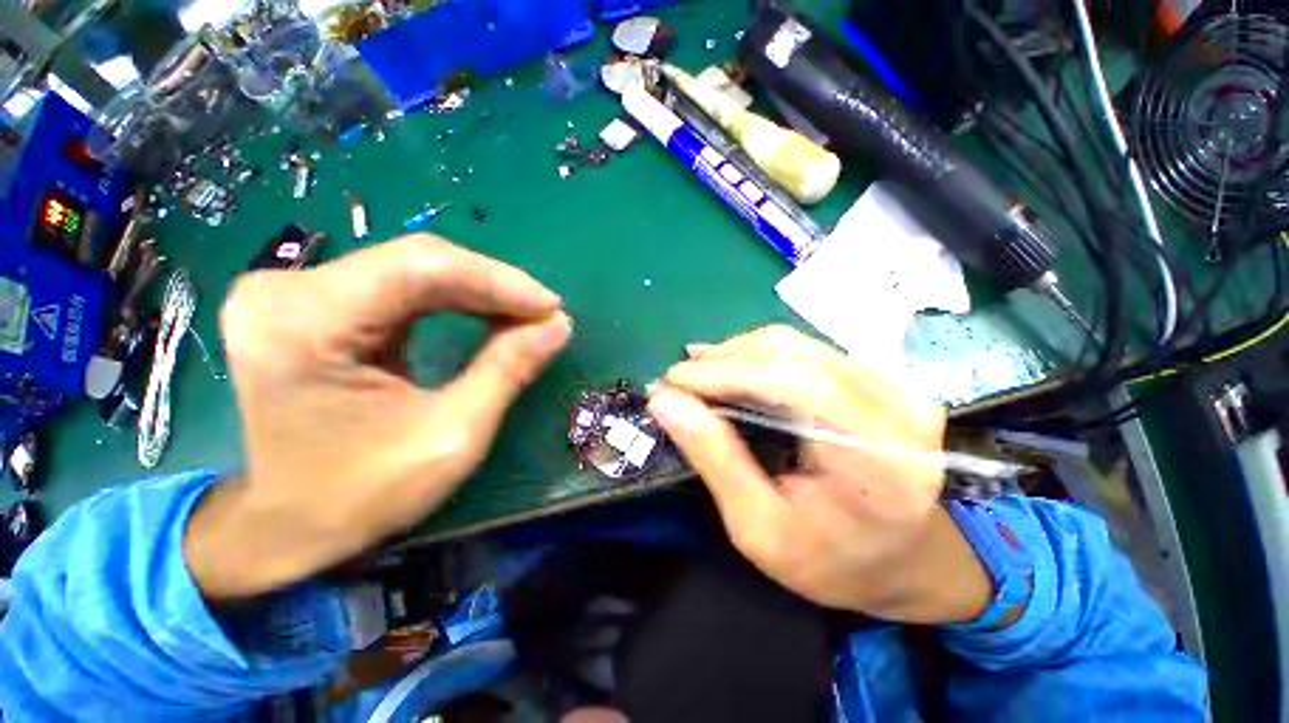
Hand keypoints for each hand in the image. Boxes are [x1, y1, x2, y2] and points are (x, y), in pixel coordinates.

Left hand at [185, 235, 571, 600]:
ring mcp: (292, 294)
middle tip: (544, 314)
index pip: (421, 268)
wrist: (287, 525)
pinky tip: (486, 314)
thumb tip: (558, 325)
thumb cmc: (362, 495)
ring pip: (411, 269)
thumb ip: (507, 370)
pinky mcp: (308, 305)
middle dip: (492, 287)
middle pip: (416, 262)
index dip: (498, 282)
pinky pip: (398, 286)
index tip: (551, 307)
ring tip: (524, 316)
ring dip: (478, 292)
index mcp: (304, 324)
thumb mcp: (452, 436)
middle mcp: (286, 292)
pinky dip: (452, 299)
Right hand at [648, 326, 990, 622]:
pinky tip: (728, 368)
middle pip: (794, 354)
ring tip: (695, 373)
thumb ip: (715, 457)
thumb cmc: (829, 560)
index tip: (673, 381)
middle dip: (723, 360)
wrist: (899, 557)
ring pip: (796, 345)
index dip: (727, 372)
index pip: (797, 383)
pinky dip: (757, 356)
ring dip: (736, 354)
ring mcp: (893, 386)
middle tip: (677, 380)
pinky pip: (805, 351)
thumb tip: (665, 402)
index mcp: (880, 458)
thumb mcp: (758, 527)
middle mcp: (898, 408)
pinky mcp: (878, 378)